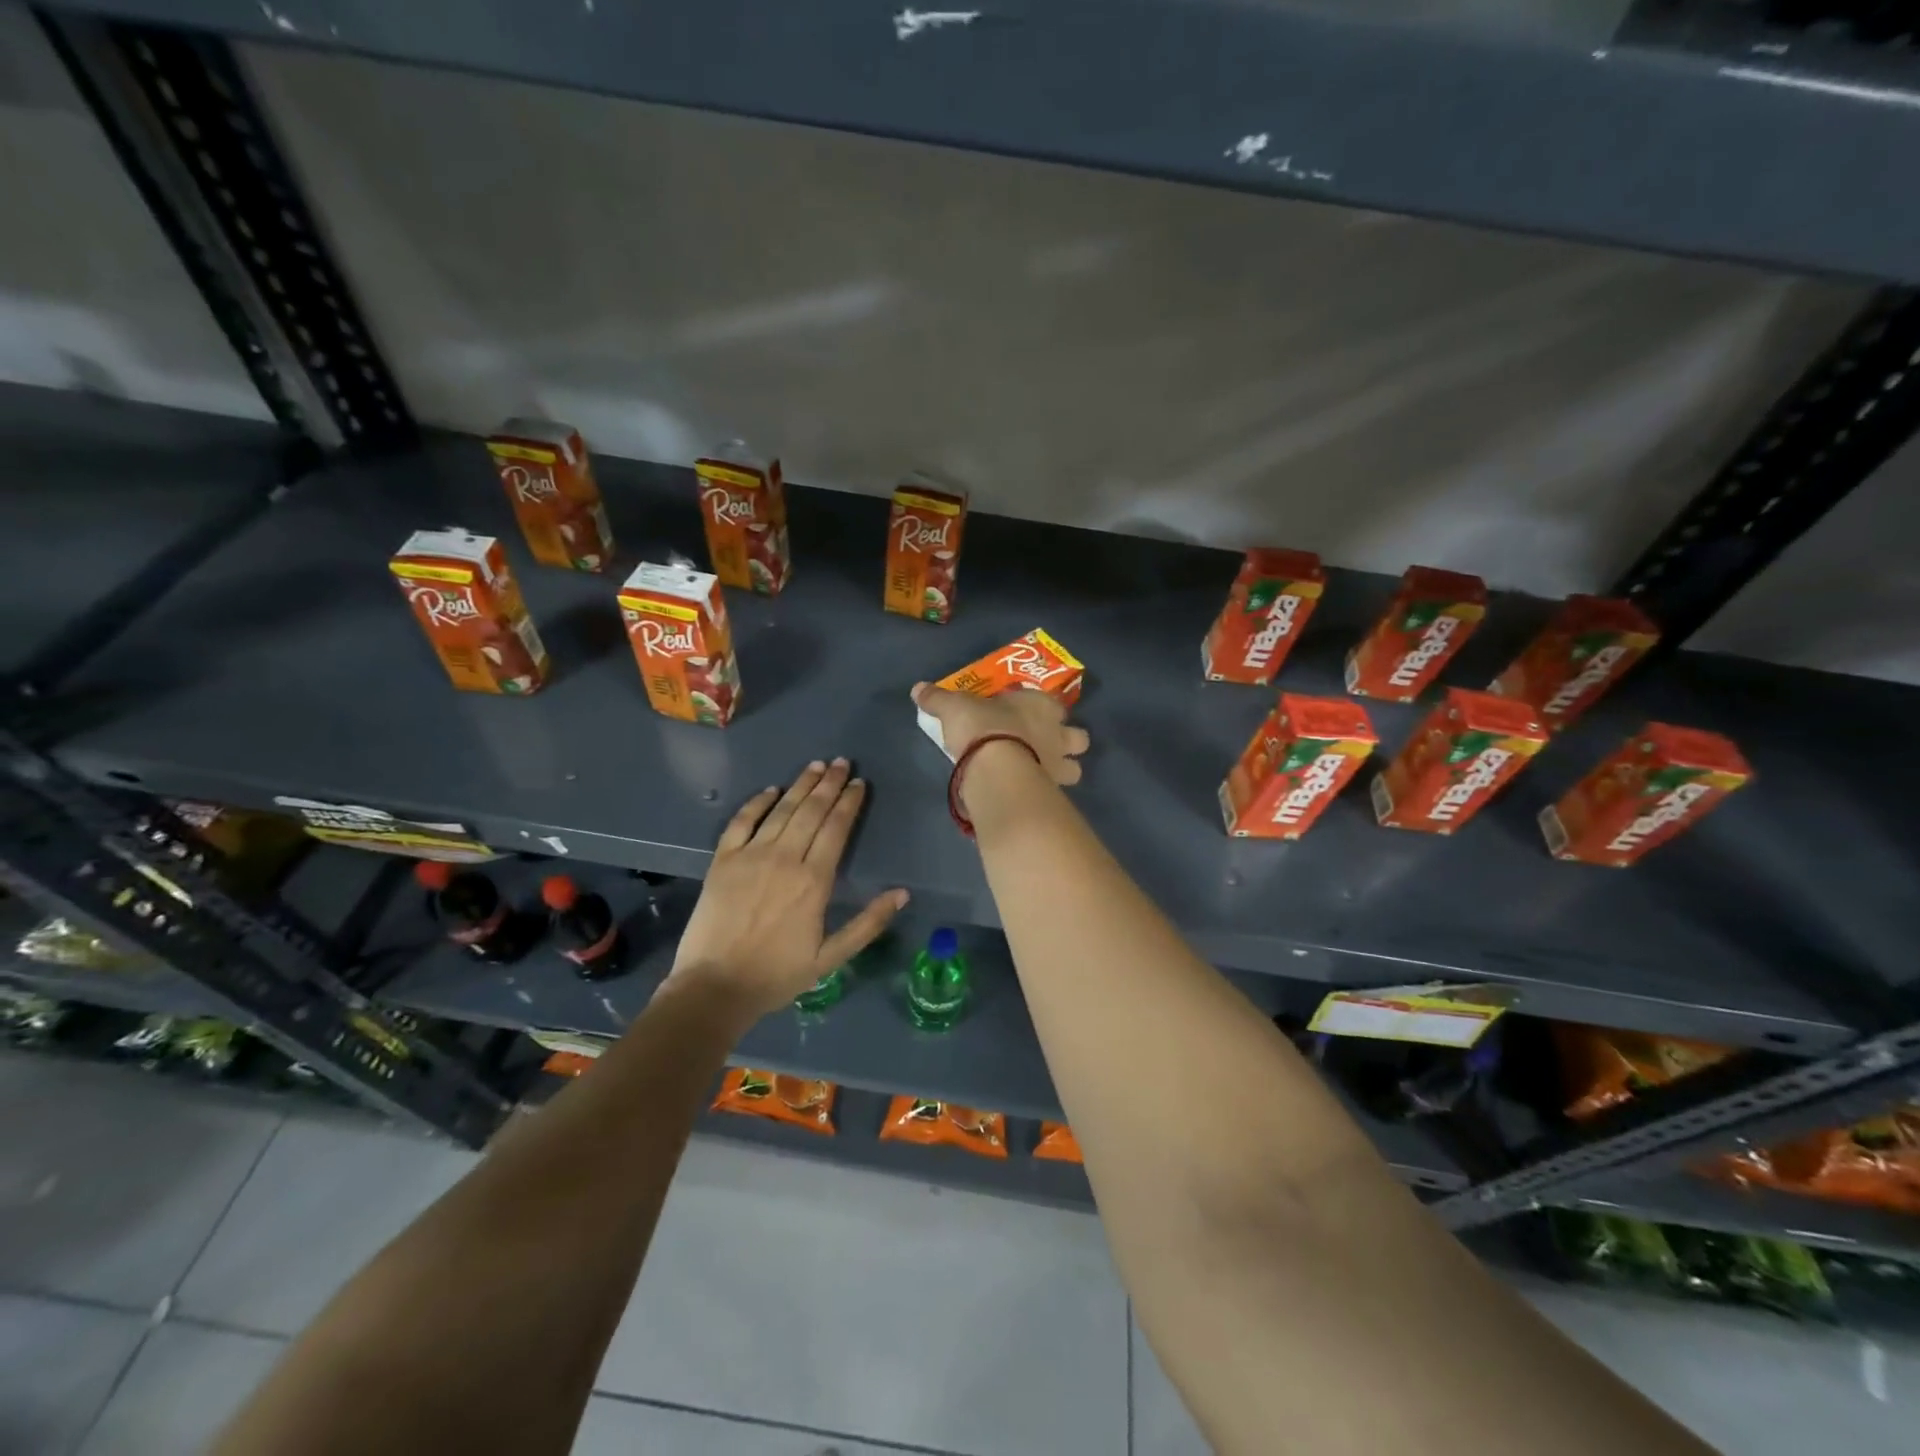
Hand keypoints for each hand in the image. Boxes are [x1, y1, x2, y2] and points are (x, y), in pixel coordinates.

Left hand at [667, 759, 907, 1020]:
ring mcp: (751, 855)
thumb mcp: (831, 958)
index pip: (836, 828)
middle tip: (841, 762)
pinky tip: (771, 790)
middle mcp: (785, 858)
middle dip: (829, 783)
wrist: (714, 987)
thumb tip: (902, 894)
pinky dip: (758, 802)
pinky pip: (742, 821)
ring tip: (816, 766)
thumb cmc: (777, 975)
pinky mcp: (723, 860)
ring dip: (801, 785)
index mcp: (814, 880)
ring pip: (782, 810)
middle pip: (811, 811)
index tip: (858, 783)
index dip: (849, 802)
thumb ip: (868, 924)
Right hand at [910, 682, 1090, 799]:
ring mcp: (1059, 766)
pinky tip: (1029, 795)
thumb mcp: (953, 707)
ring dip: (1064, 771)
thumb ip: (938, 698)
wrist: (997, 768)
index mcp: (1041, 706)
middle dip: (1068, 742)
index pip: (1054, 704)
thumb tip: (917, 688)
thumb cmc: (982, 727)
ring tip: (1041, 774)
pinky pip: (1057, 794)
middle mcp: (1058, 734)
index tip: (1032, 715)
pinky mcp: (1052, 793)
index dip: (1046, 710)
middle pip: (1079, 738)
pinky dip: (1047, 794)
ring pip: (1075, 769)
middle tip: (1046, 747)